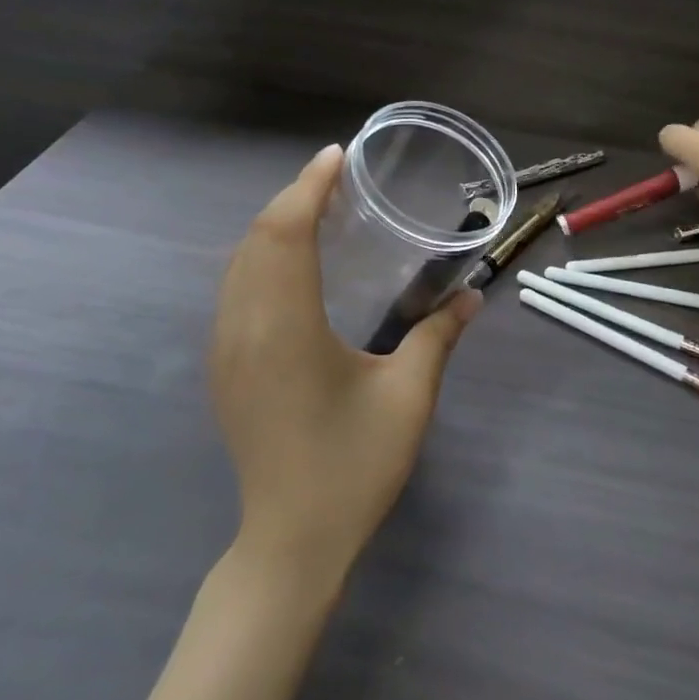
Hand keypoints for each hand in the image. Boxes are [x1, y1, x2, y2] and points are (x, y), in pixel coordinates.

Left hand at [209, 144, 480, 588]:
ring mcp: (226, 348)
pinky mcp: (225, 366)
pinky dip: (263, 256)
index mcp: (285, 327)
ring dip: (275, 225)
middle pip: (257, 238)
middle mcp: (244, 326)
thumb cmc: (353, 468)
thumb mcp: (408, 398)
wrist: (290, 542)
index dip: (309, 187)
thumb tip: (473, 296)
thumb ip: (439, 336)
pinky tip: (295, 263)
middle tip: (337, 177)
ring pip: (240, 262)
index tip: (337, 157)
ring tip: (319, 208)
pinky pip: (236, 288)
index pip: (286, 233)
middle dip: (293, 197)